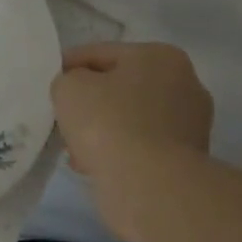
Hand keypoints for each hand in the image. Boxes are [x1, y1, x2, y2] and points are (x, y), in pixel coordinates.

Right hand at [51, 42, 212, 241]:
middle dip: (90, 102)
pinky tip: (94, 165)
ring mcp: (191, 125)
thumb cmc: (109, 123)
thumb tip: (77, 92)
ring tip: (75, 148)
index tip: (50, 84)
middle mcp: (185, 85)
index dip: (70, 66)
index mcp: (161, 56)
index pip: (101, 54)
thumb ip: (68, 80)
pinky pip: (141, 146)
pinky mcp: (187, 161)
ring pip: (130, 119)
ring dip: (103, 130)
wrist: (149, 187)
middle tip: (63, 117)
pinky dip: (119, 152)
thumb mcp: (69, 86)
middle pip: (120, 87)